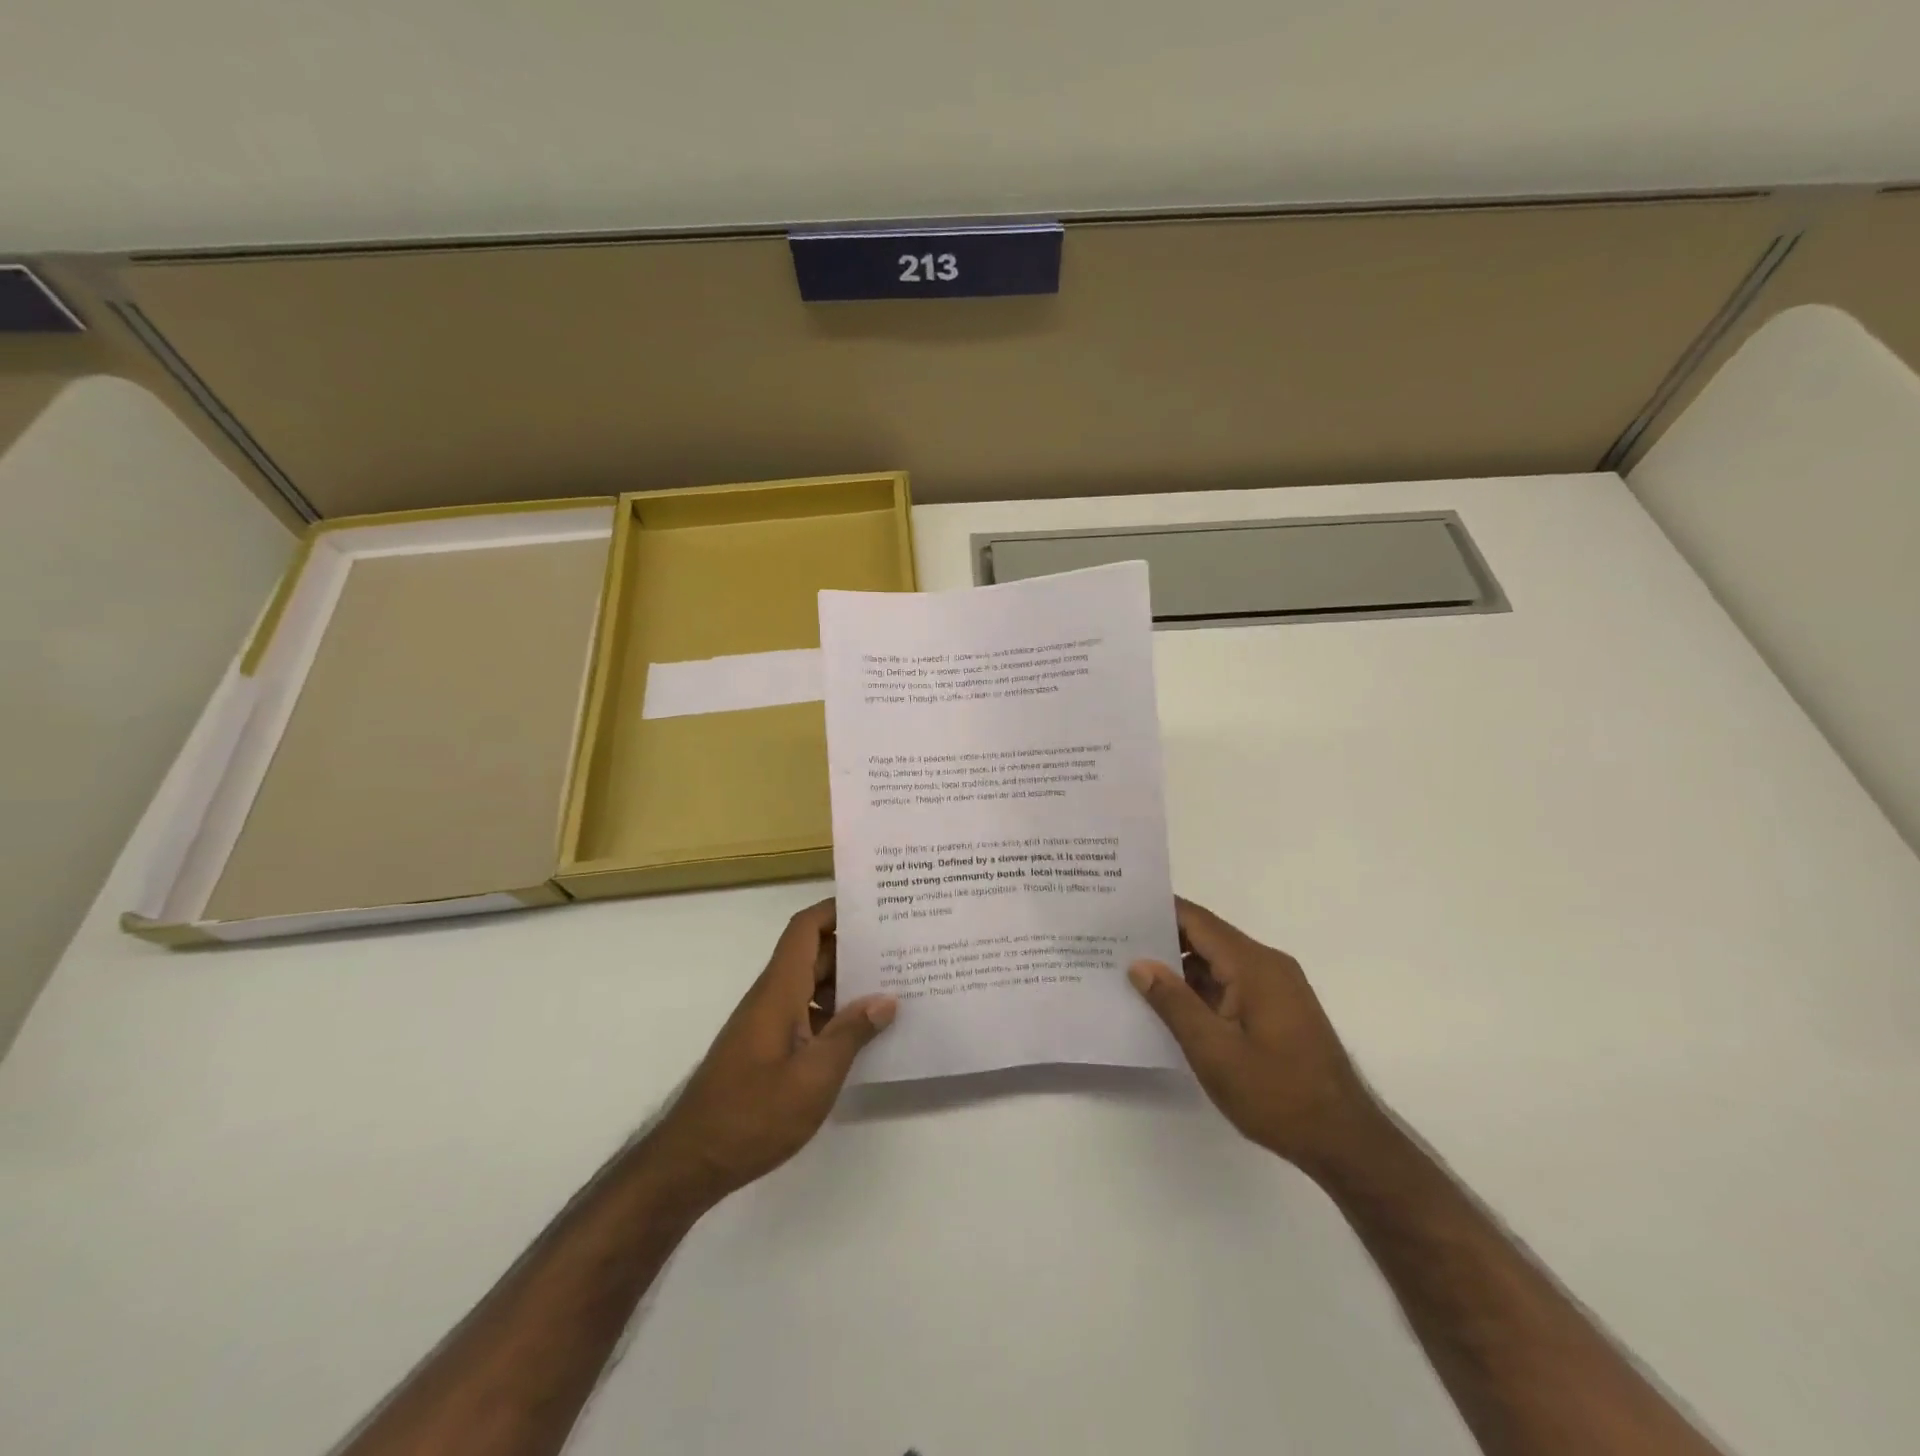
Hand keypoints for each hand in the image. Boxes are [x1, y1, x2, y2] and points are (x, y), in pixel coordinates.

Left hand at [646, 900, 895, 1210]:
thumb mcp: (814, 1077)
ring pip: (811, 986)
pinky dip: (835, 1014)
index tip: (873, 906)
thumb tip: (886, 999)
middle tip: (899, 947)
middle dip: (854, 946)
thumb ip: (851, 1034)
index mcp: (779, 991)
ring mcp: (768, 1024)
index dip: (835, 910)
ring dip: (847, 983)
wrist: (692, 1162)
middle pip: (814, 955)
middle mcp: (772, 997)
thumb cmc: (753, 1115)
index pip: (804, 930)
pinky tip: (864, 1033)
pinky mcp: (768, 1049)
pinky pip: (806, 1013)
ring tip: (893, 987)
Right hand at [1129, 898, 1378, 1177]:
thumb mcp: (1214, 1052)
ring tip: (1130, 972)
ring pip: (1217, 962)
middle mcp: (1267, 965)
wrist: (1345, 1141)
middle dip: (1161, 939)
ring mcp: (1275, 987)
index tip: (1118, 909)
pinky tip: (1168, 1004)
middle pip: (1206, 937)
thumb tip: (1140, 964)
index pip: (1197, 920)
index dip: (1157, 911)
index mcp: (1254, 965)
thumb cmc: (1277, 1094)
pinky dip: (1199, 988)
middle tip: (1113, 942)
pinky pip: (1230, 983)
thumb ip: (1174, 1003)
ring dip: (1178, 967)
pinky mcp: (1277, 1009)